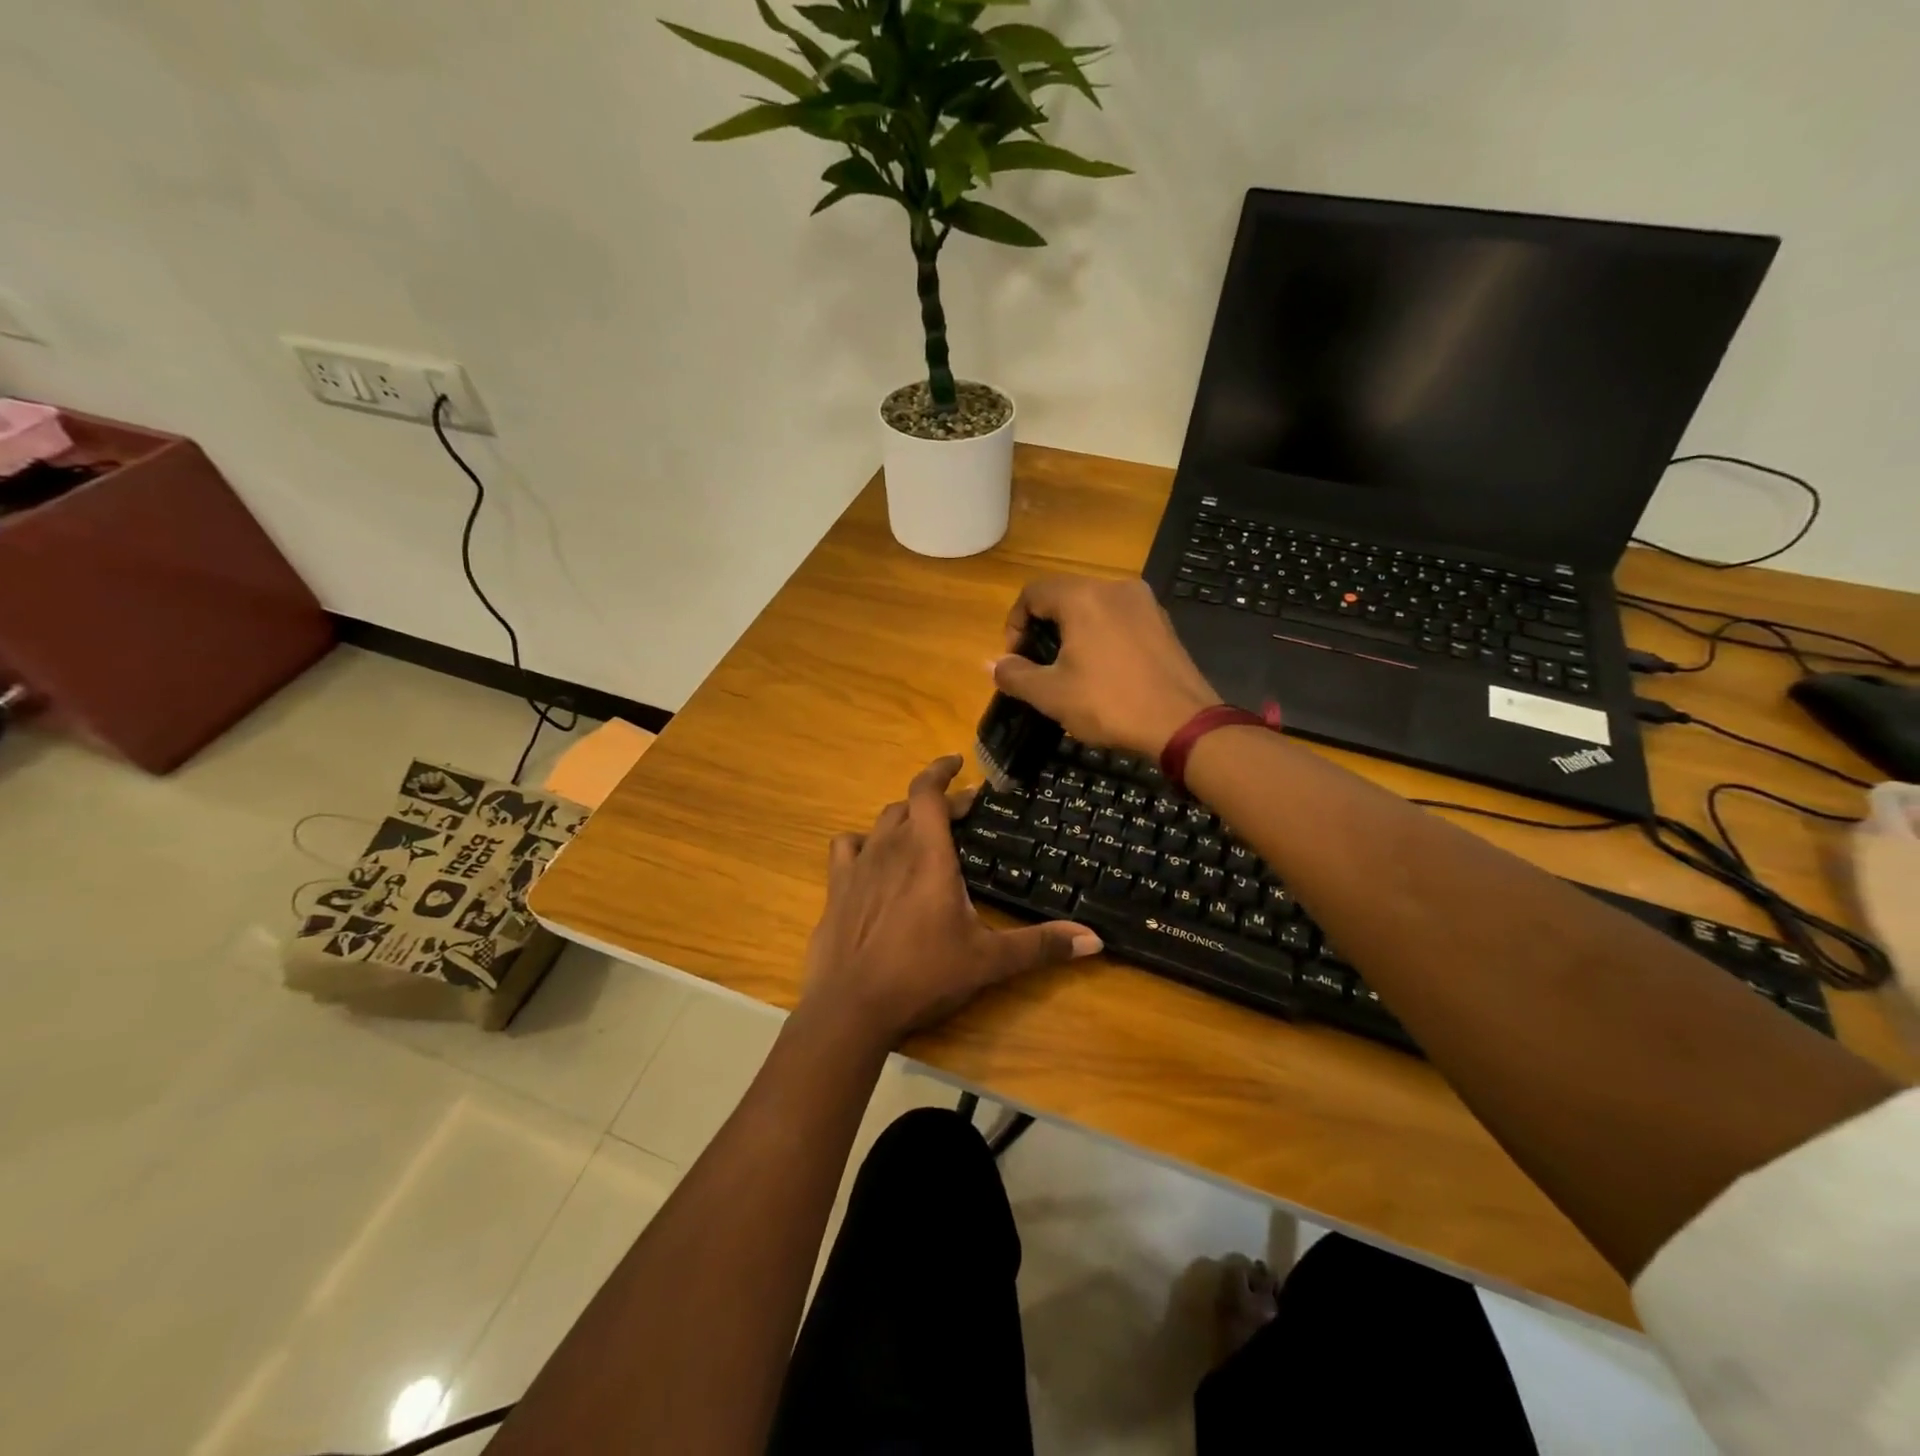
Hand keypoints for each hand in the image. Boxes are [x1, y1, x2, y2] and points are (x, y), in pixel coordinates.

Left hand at [802, 756, 1101, 1046]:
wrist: (851, 1007)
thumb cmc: (923, 976)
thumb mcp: (988, 961)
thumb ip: (1040, 946)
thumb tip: (1094, 939)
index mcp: (928, 854)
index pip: (927, 790)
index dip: (940, 769)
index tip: (957, 762)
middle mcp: (890, 848)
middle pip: (909, 805)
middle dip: (936, 801)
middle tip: (961, 813)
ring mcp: (858, 866)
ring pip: (880, 823)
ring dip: (902, 819)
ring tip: (922, 832)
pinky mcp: (836, 888)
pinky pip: (846, 847)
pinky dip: (863, 843)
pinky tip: (873, 858)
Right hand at [992, 575, 1219, 757]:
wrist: (1182, 724)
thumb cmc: (1109, 704)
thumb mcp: (1051, 695)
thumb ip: (1015, 675)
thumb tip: (992, 664)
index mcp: (1082, 597)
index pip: (1032, 593)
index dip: (1014, 624)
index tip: (1016, 659)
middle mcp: (1114, 587)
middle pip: (1064, 596)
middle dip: (1043, 628)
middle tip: (1038, 666)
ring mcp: (1144, 603)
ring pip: (1093, 607)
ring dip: (1072, 632)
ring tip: (1069, 670)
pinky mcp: (1163, 622)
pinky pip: (1119, 619)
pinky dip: (1101, 636)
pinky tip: (1104, 671)